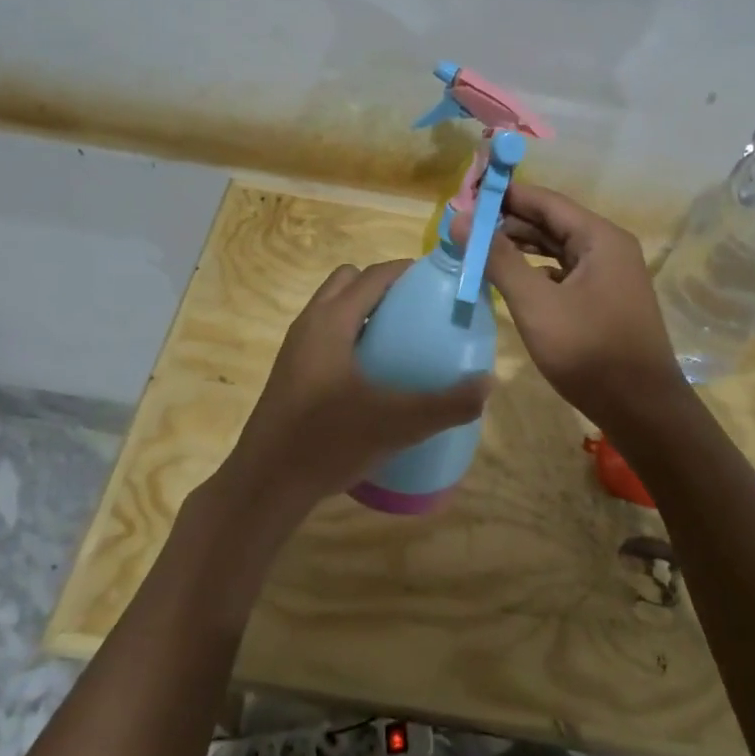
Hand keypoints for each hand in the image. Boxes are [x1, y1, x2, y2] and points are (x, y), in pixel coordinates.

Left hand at [217, 261, 490, 533]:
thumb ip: (445, 404)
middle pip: (348, 281)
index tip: (438, 279)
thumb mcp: (395, 423)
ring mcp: (296, 348)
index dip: (406, 270)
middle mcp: (310, 324)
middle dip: (382, 285)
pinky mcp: (292, 372)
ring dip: (364, 310)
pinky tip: (372, 373)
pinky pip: (326, 334)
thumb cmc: (327, 441)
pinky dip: (350, 334)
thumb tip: (488, 383)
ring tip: (400, 338)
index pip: (372, 275)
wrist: (266, 484)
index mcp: (331, 321)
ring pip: (333, 308)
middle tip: (417, 308)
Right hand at [467, 183, 686, 421]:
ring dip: (520, 247)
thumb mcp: (535, 303)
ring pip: (557, 248)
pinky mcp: (604, 299)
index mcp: (599, 237)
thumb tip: (460, 219)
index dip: (505, 195)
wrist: (642, 410)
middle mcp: (608, 247)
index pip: (545, 200)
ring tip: (480, 249)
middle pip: (551, 222)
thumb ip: (498, 259)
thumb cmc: (589, 351)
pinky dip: (536, 271)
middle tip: (465, 225)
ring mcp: (609, 274)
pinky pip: (564, 272)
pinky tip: (512, 279)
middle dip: (508, 222)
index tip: (466, 195)